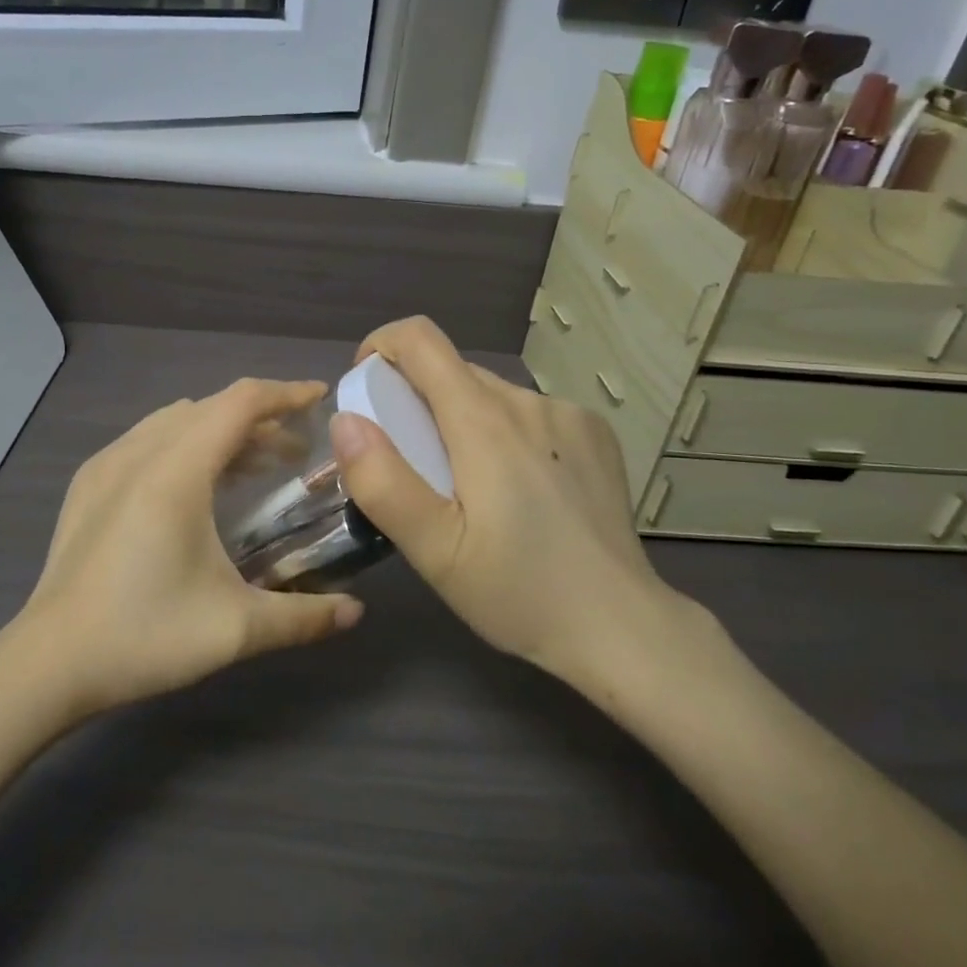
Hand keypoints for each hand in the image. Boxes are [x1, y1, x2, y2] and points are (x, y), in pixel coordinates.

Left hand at [17, 379, 364, 716]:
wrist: (47, 664)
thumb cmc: (144, 636)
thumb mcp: (234, 630)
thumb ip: (303, 616)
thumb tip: (355, 611)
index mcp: (176, 470)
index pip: (241, 402)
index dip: (285, 393)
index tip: (321, 397)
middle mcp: (140, 451)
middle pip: (212, 408)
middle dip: (260, 419)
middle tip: (296, 452)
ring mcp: (107, 463)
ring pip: (177, 420)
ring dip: (221, 430)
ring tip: (252, 467)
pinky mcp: (88, 482)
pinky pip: (148, 438)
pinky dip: (185, 442)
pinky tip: (195, 486)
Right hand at [329, 317, 704, 695]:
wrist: (621, 627)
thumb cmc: (518, 592)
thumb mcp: (434, 550)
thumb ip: (382, 481)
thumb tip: (345, 420)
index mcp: (483, 421)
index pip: (421, 339)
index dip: (382, 348)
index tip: (367, 390)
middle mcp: (527, 401)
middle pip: (453, 372)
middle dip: (418, 403)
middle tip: (415, 469)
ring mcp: (568, 414)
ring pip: (491, 394)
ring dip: (464, 422)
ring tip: (471, 489)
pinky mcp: (595, 434)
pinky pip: (530, 413)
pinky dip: (507, 433)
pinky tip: (522, 490)